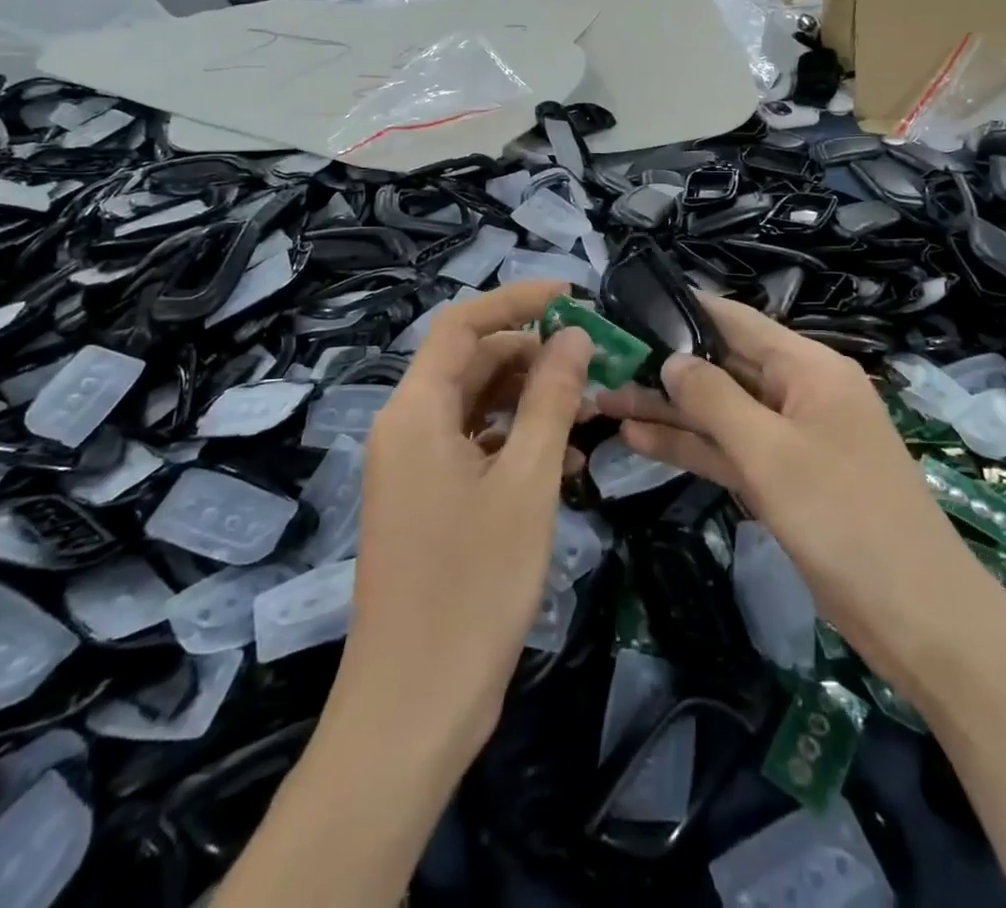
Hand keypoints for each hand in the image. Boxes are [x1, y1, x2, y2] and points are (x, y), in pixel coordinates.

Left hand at [334, 281, 593, 765]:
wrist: (414, 708)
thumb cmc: (473, 586)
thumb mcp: (527, 482)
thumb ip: (551, 400)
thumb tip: (572, 334)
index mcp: (416, 411)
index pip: (462, 324)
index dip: (517, 301)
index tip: (575, 298)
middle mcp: (407, 427)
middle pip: (472, 363)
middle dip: (534, 355)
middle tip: (598, 362)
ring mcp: (415, 467)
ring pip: (478, 405)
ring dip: (532, 400)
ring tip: (593, 410)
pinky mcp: (429, 500)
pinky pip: (475, 446)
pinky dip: (518, 441)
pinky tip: (568, 461)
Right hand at [595, 296, 973, 683]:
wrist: (917, 616)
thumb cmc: (844, 516)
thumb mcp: (770, 452)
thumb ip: (714, 399)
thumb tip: (672, 359)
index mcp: (808, 368)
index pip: (736, 321)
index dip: (684, 310)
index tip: (630, 306)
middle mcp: (799, 392)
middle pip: (723, 367)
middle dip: (665, 368)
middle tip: (603, 366)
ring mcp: (791, 438)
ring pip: (721, 411)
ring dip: (669, 410)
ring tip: (605, 401)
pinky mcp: (784, 479)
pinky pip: (729, 450)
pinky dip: (690, 446)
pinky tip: (638, 440)